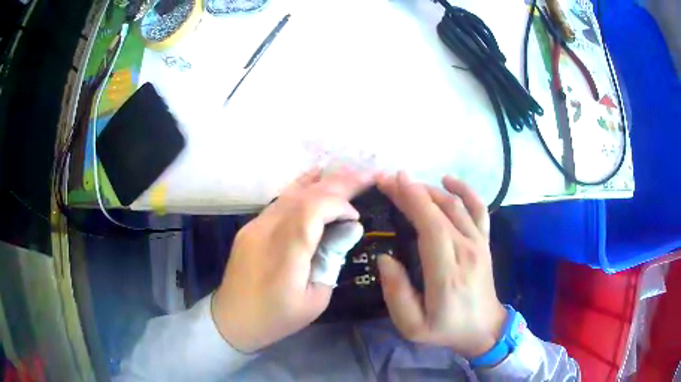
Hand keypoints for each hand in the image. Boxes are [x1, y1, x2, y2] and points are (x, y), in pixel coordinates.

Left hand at [212, 168, 372, 352]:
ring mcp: (255, 226)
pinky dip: (301, 189)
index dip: (338, 205)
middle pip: (303, 196)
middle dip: (337, 183)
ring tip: (345, 172)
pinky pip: (279, 201)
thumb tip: (350, 228)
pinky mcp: (250, 227)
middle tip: (364, 175)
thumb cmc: (277, 317)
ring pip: (290, 193)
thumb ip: (332, 260)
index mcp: (285, 255)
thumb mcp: (315, 299)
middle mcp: (267, 231)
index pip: (312, 211)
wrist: (232, 319)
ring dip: (320, 182)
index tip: (355, 217)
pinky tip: (315, 180)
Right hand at [376, 172, 506, 358]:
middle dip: (412, 190)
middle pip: (440, 211)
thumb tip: (385, 258)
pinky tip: (449, 180)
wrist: (485, 329)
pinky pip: (479, 209)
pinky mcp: (484, 242)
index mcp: (447, 274)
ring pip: (456, 206)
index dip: (413, 200)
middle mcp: (466, 252)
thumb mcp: (412, 326)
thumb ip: (396, 294)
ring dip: (431, 190)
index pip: (431, 226)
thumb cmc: (446, 329)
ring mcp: (479, 244)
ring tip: (408, 184)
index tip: (393, 181)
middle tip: (388, 180)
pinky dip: (465, 191)